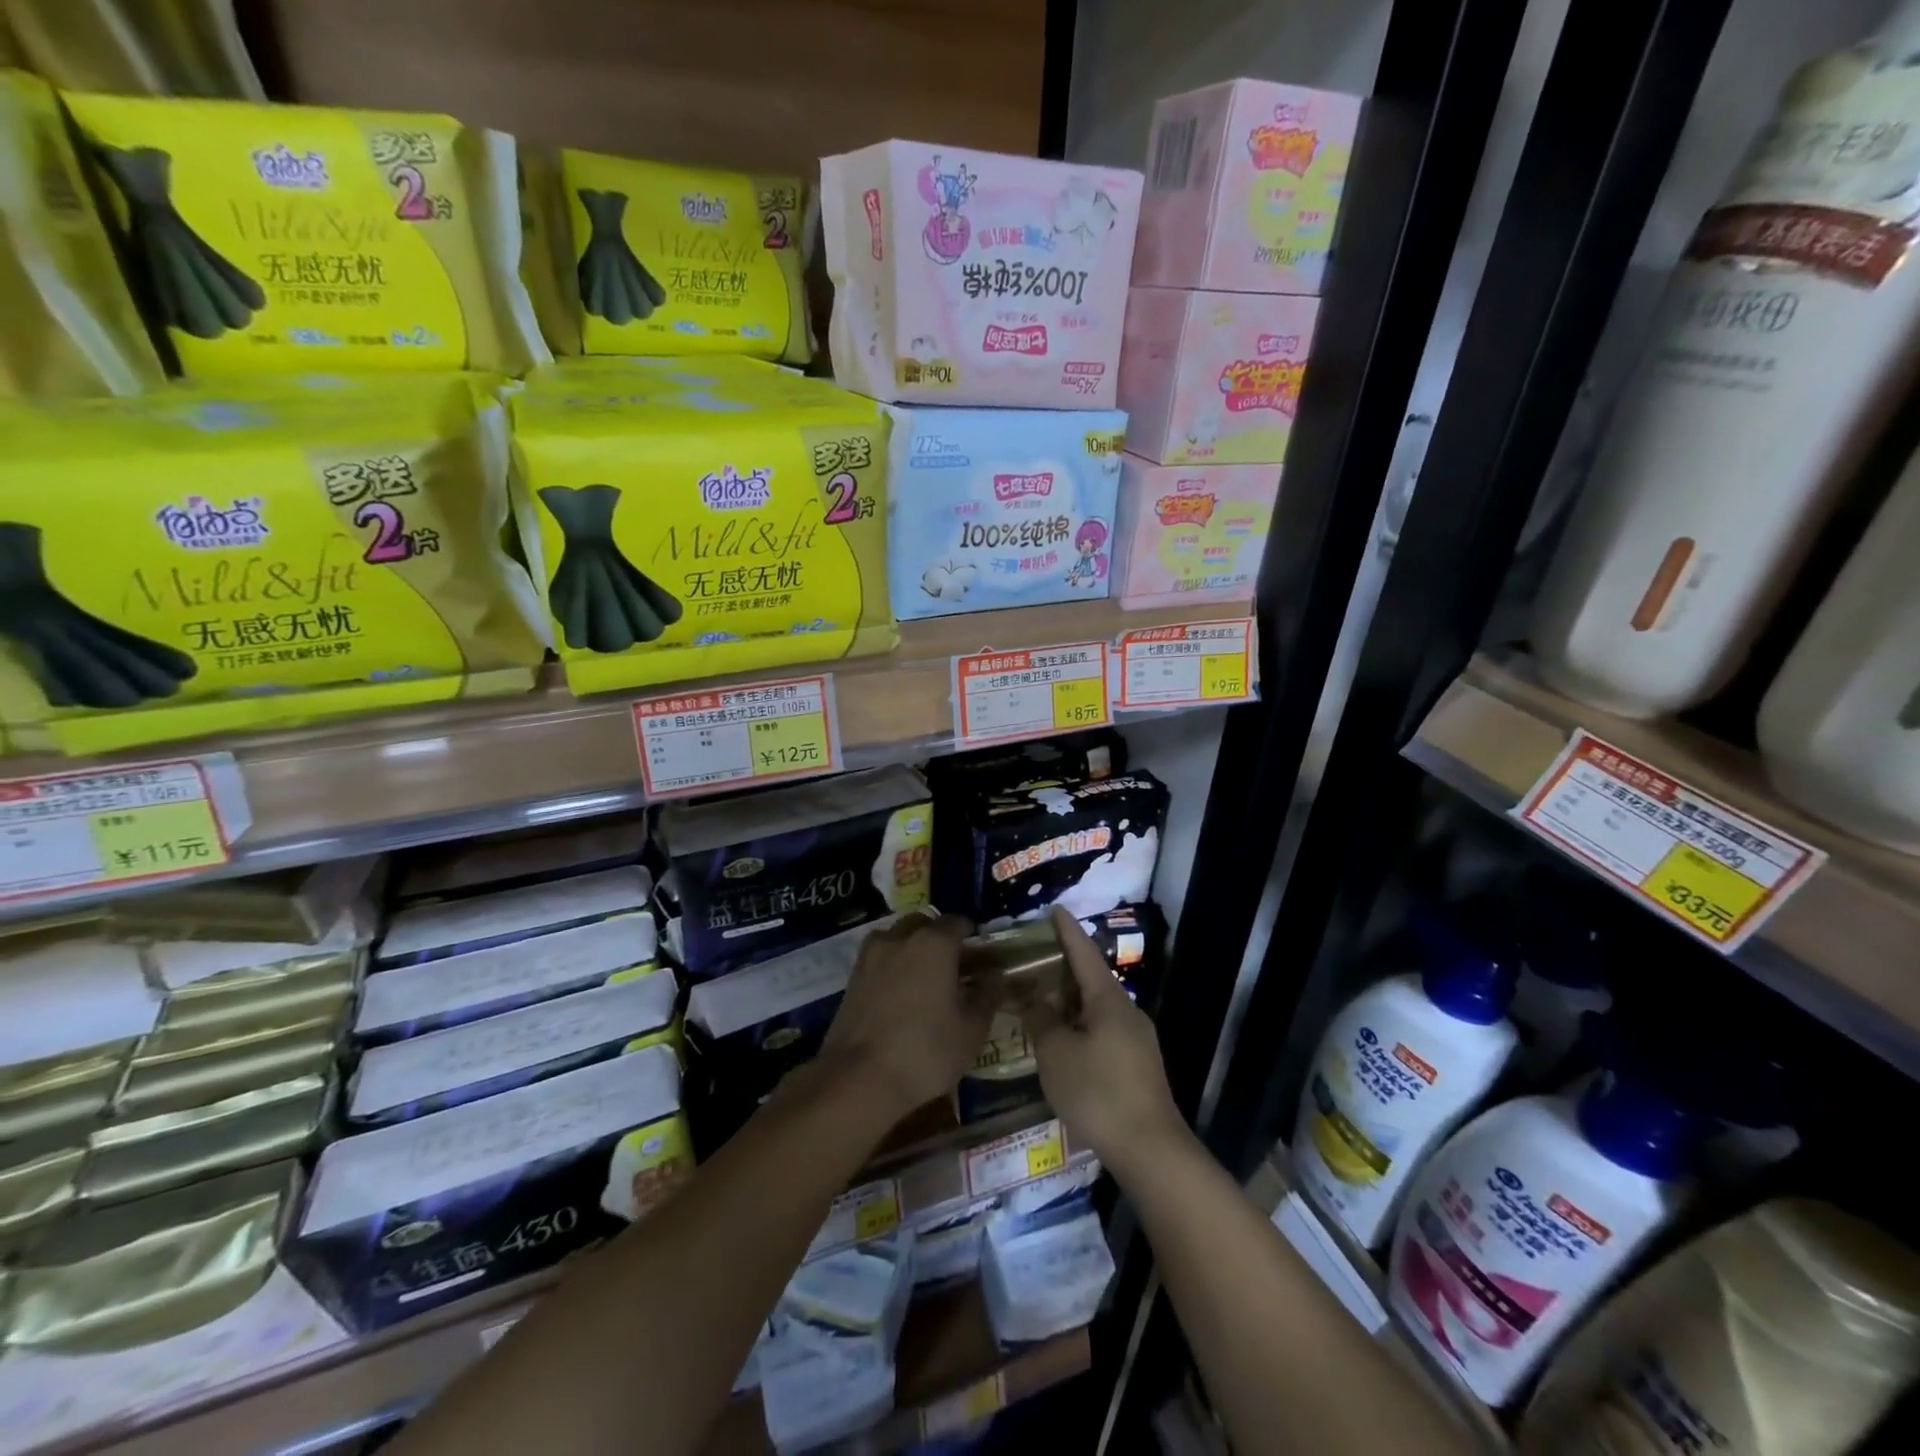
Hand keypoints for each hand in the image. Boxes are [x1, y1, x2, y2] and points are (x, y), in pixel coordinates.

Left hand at [819, 912, 994, 1119]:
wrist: (860, 1078)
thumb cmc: (926, 1051)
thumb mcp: (971, 1030)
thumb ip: (988, 995)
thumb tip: (995, 974)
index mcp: (934, 943)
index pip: (958, 922)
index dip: (972, 935)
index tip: (981, 954)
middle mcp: (901, 938)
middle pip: (925, 925)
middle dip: (940, 938)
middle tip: (954, 967)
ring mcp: (872, 955)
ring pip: (898, 938)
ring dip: (913, 949)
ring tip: (925, 980)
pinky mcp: (852, 976)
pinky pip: (880, 958)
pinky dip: (893, 965)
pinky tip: (900, 994)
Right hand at [1024, 907, 1185, 1174]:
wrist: (1150, 1148)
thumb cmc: (1097, 1092)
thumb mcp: (1056, 1053)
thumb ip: (1040, 1018)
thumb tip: (1030, 994)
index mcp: (1108, 999)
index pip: (1083, 953)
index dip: (1067, 931)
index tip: (1054, 909)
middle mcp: (1127, 1010)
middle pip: (1092, 978)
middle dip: (1064, 967)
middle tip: (1034, 959)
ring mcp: (1137, 1038)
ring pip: (1098, 1007)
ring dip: (1071, 1000)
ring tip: (1042, 999)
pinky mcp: (1139, 1064)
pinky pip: (1104, 1029)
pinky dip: (1081, 1024)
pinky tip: (1064, 1040)